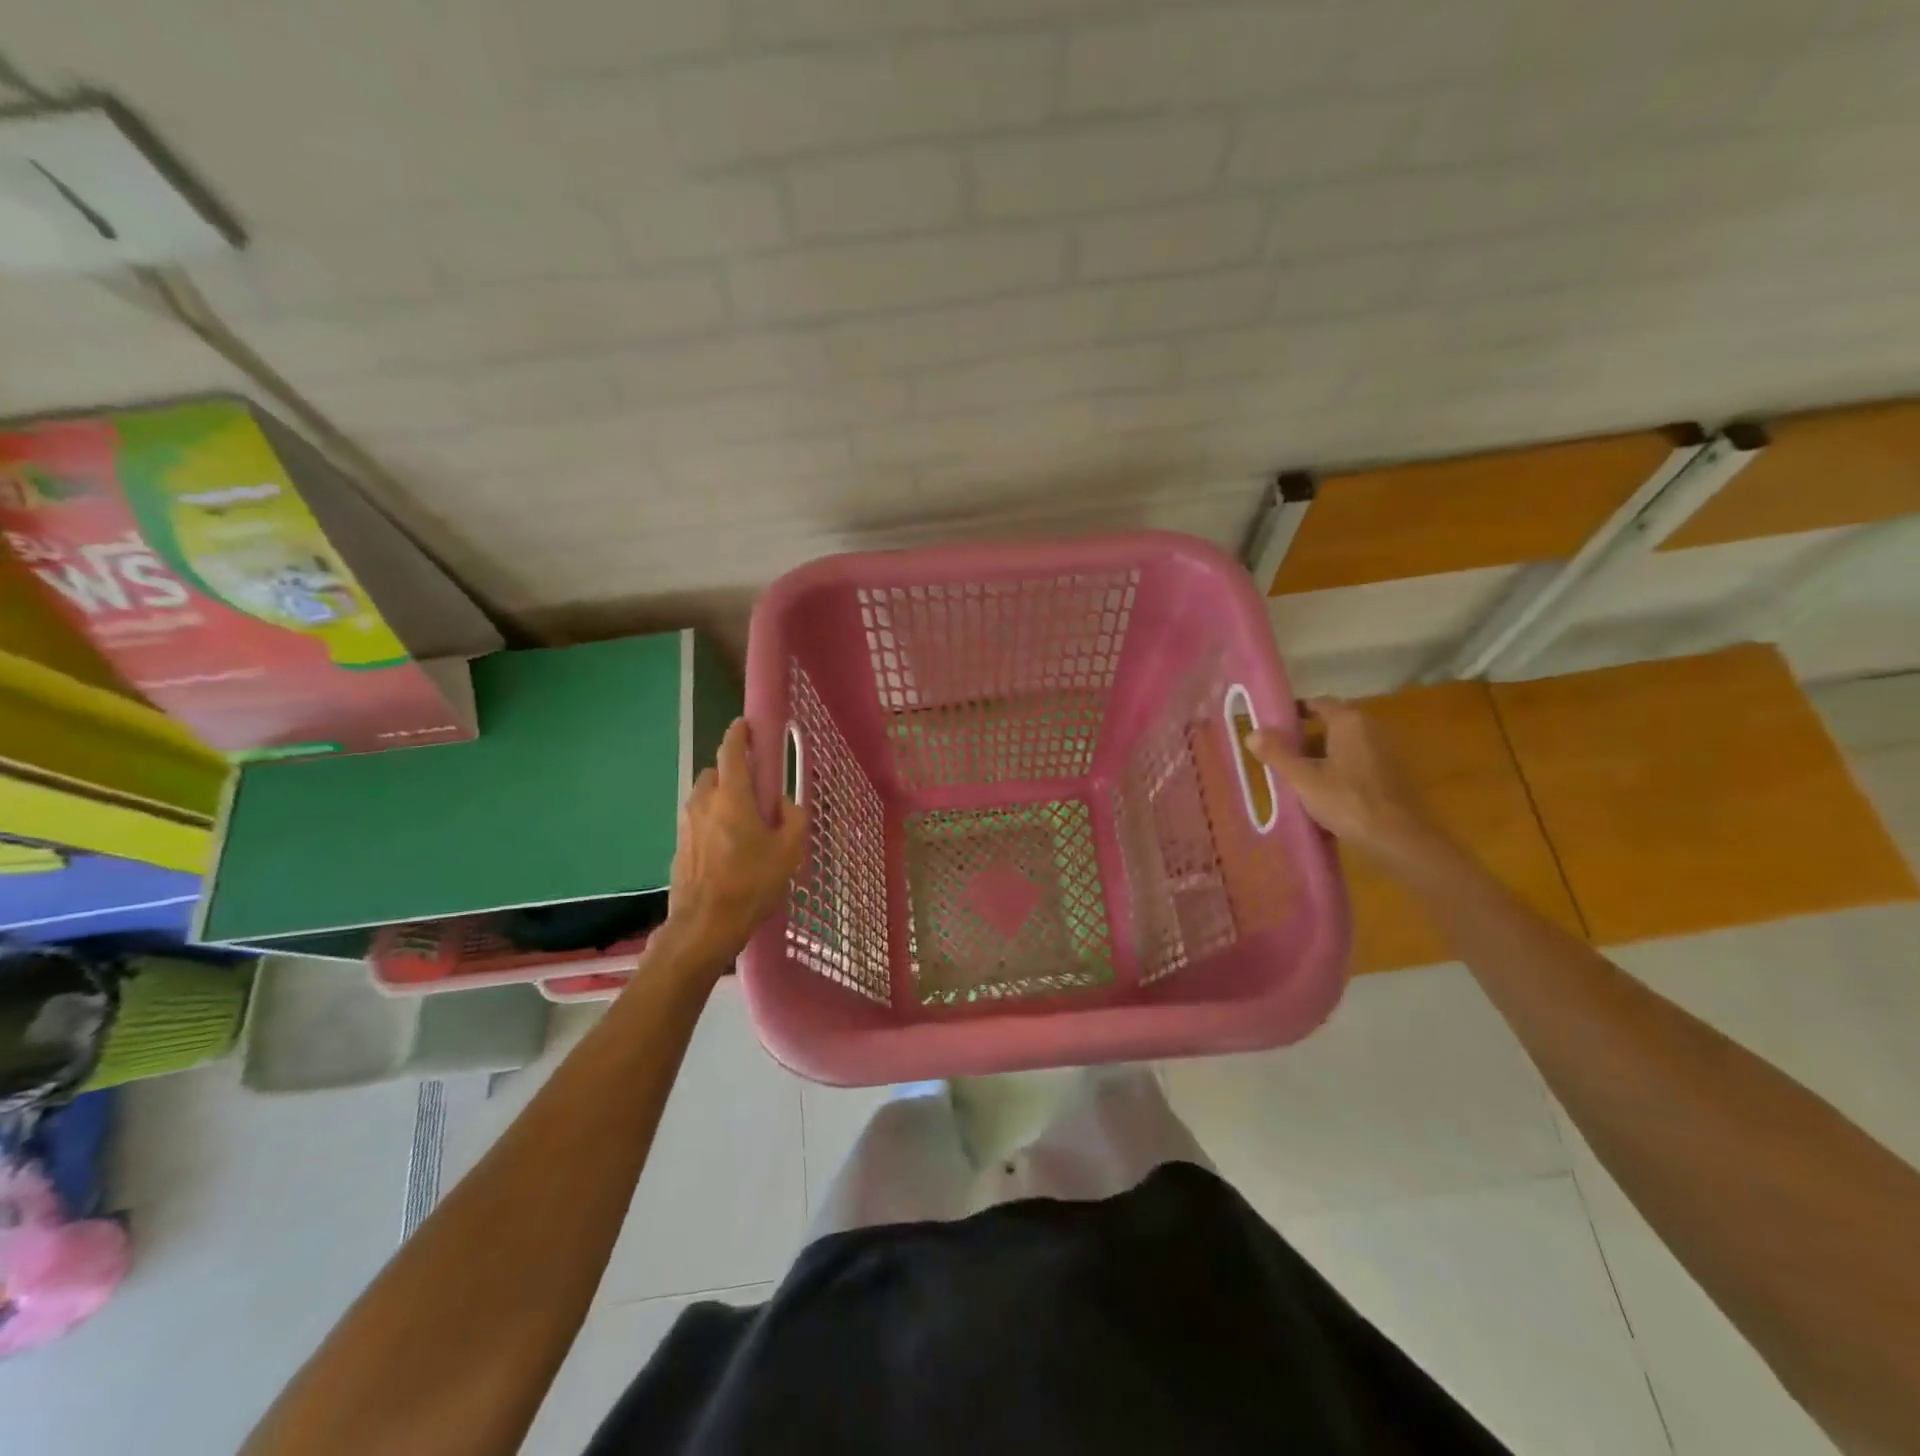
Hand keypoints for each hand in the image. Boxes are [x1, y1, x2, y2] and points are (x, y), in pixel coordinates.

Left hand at [661, 718, 807, 971]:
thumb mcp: (789, 851)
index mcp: (732, 796)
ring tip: (744, 822)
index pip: (731, 752)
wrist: (704, 926)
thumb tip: (785, 804)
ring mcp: (687, 824)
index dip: (739, 734)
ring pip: (705, 797)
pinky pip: (699, 820)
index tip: (746, 725)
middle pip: (716, 773)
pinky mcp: (679, 845)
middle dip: (733, 773)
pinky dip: (713, 821)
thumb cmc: (751, 883)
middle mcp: (703, 802)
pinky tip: (729, 847)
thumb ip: (792, 818)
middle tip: (756, 789)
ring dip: (722, 798)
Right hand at [1245, 698, 1439, 865]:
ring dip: (1316, 756)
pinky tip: (1318, 792)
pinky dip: (1334, 770)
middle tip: (1275, 753)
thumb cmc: (1348, 802)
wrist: (1399, 839)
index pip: (1317, 703)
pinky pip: (1353, 763)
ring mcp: (1381, 752)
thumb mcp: (1303, 779)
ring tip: (1291, 776)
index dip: (1292, 711)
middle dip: (1301, 738)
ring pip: (1340, 746)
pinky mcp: (1388, 775)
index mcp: (1349, 722)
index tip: (1270, 725)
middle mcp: (1369, 729)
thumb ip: (1276, 754)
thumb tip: (1251, 733)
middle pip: (1328, 725)